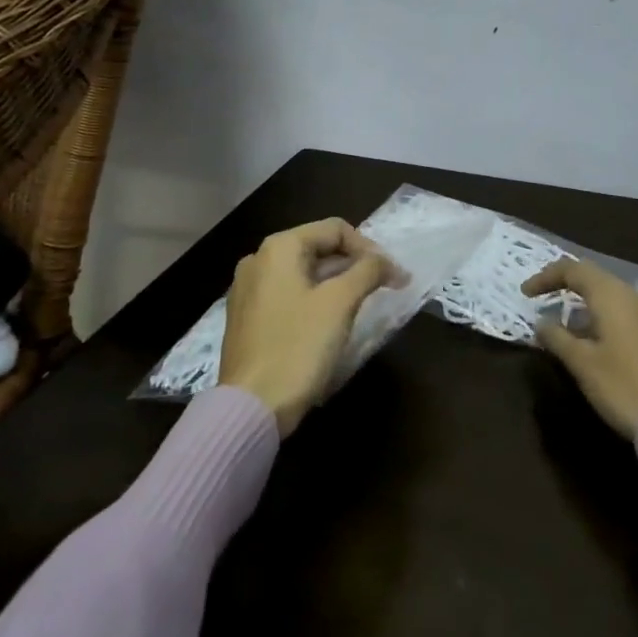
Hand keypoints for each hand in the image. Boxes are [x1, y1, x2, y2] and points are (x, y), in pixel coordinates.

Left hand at [220, 218, 404, 435]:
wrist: (251, 407)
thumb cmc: (298, 346)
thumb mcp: (340, 303)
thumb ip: (368, 272)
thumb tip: (387, 263)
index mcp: (278, 248)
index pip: (334, 229)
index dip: (369, 248)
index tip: (392, 275)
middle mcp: (258, 260)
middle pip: (317, 248)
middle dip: (353, 265)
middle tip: (382, 288)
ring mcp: (247, 290)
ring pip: (302, 273)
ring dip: (335, 283)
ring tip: (361, 305)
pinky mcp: (246, 318)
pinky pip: (287, 295)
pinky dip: (313, 300)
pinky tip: (329, 324)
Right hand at [525, 258, 637, 437]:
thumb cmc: (623, 386)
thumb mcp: (581, 363)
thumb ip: (557, 338)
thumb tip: (541, 322)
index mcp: (609, 295)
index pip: (571, 270)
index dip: (545, 278)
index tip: (526, 295)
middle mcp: (632, 295)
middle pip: (595, 277)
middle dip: (567, 285)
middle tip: (545, 301)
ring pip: (616, 294)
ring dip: (592, 301)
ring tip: (575, 319)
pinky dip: (623, 312)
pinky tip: (627, 317)